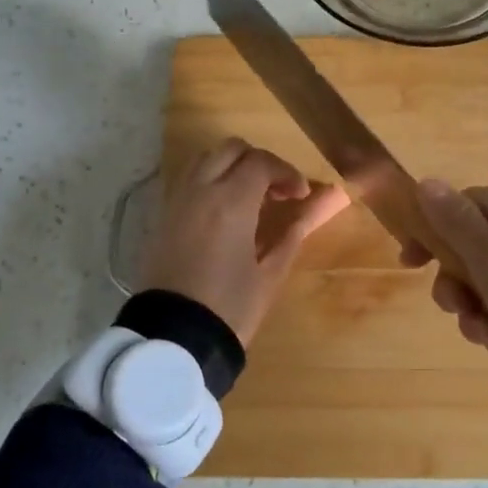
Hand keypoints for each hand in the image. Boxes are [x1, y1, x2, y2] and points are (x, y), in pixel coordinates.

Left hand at [138, 137, 349, 344]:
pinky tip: (223, 212)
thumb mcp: (270, 273)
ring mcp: (177, 201)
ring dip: (232, 166)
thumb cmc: (230, 308)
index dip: (287, 173)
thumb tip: (325, 203)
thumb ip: (295, 232)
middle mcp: (200, 190)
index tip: (301, 196)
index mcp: (231, 202)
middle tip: (277, 193)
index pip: (262, 162)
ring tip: (249, 198)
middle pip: (232, 149)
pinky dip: (210, 180)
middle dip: (259, 162)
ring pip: (206, 158)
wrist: (174, 338)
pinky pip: (188, 180)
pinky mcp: (162, 217)